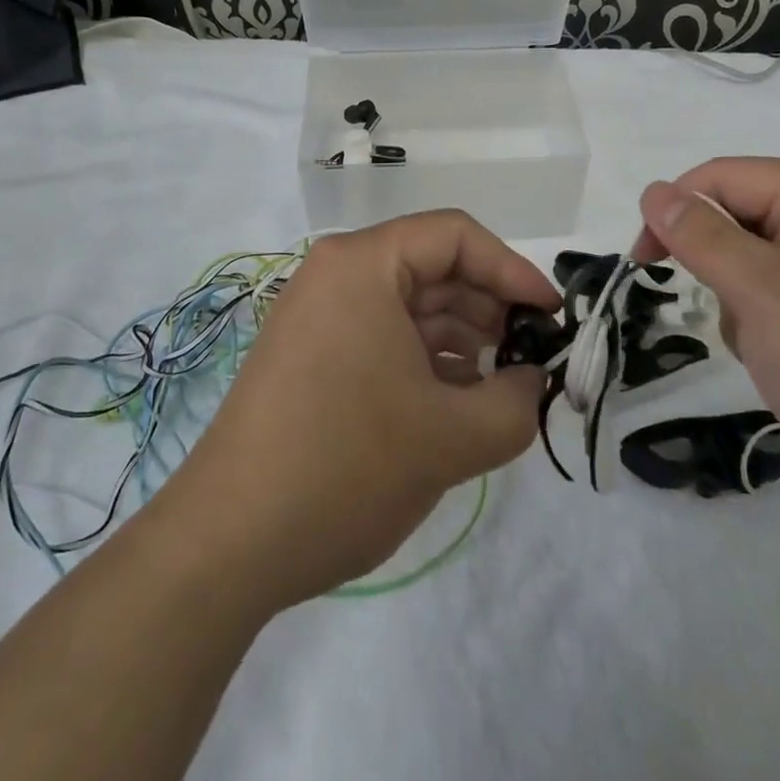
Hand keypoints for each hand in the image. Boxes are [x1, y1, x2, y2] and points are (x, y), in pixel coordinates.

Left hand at [156, 211, 550, 610]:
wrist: (228, 544)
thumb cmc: (346, 466)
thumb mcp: (451, 437)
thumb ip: (517, 402)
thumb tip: (532, 382)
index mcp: (363, 264)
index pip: (455, 236)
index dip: (512, 269)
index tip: (551, 317)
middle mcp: (336, 274)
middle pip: (433, 268)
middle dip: (489, 310)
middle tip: (531, 359)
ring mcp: (318, 315)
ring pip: (410, 307)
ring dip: (462, 341)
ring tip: (498, 389)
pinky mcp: (311, 356)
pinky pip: (383, 338)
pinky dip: (426, 362)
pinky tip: (455, 405)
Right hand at [632, 159, 779, 541]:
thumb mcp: (760, 290)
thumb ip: (699, 233)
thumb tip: (655, 191)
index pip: (725, 176)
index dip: (676, 210)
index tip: (644, 262)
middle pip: (743, 217)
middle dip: (719, 267)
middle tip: (727, 312)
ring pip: (757, 263)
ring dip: (741, 303)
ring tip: (768, 349)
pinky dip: (767, 327)